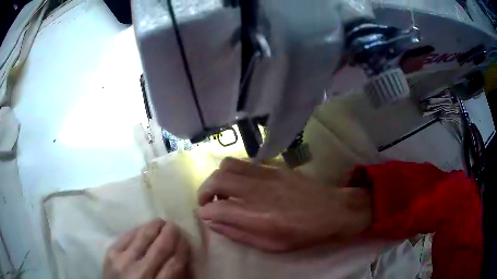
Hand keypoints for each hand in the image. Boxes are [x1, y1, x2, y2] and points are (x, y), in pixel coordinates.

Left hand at [103, 219, 190, 278]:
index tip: (186, 240)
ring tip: (161, 222)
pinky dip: (137, 229)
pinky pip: (127, 235)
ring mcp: (123, 261)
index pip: (174, 263)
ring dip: (154, 227)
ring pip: (143, 237)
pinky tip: (144, 227)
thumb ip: (173, 277)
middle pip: (160, 248)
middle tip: (175, 226)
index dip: (182, 249)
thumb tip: (182, 257)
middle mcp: (140, 272)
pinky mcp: (111, 252)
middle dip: (170, 234)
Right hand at [197, 158, 371, 251]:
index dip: (205, 212)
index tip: (204, 215)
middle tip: (207, 202)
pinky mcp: (276, 166)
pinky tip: (243, 184)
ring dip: (218, 178)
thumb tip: (214, 223)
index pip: (217, 208)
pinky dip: (235, 172)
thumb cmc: (303, 235)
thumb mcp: (270, 246)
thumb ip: (238, 234)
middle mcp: (259, 191)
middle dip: (203, 190)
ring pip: (229, 164)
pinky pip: (246, 163)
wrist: (333, 211)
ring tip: (223, 191)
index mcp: (259, 217)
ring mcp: (268, 174)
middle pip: (217, 179)